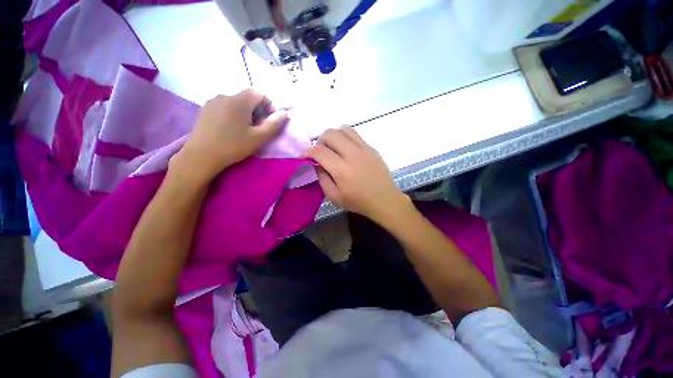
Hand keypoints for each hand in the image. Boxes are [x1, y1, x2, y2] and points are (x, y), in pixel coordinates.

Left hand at [172, 89, 287, 182]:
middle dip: (258, 110)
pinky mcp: (205, 109)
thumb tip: (285, 113)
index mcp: (239, 101)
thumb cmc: (233, 146)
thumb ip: (274, 124)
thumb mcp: (259, 137)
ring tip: (244, 130)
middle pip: (248, 97)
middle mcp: (225, 95)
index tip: (269, 121)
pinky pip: (225, 106)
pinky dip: (233, 114)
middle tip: (259, 128)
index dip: (269, 104)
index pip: (260, 92)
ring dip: (246, 112)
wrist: (201, 156)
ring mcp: (213, 101)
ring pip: (236, 102)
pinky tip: (231, 129)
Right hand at [303, 127, 408, 222]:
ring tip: (333, 147)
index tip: (304, 156)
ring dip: (333, 136)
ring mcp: (363, 148)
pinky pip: (355, 134)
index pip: (319, 151)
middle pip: (330, 134)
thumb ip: (322, 179)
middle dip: (319, 141)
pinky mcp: (371, 147)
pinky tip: (346, 149)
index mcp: (342, 170)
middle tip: (320, 152)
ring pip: (343, 129)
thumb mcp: (334, 197)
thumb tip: (317, 164)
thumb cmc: (358, 201)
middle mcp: (352, 154)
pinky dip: (345, 137)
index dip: (307, 152)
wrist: (384, 199)